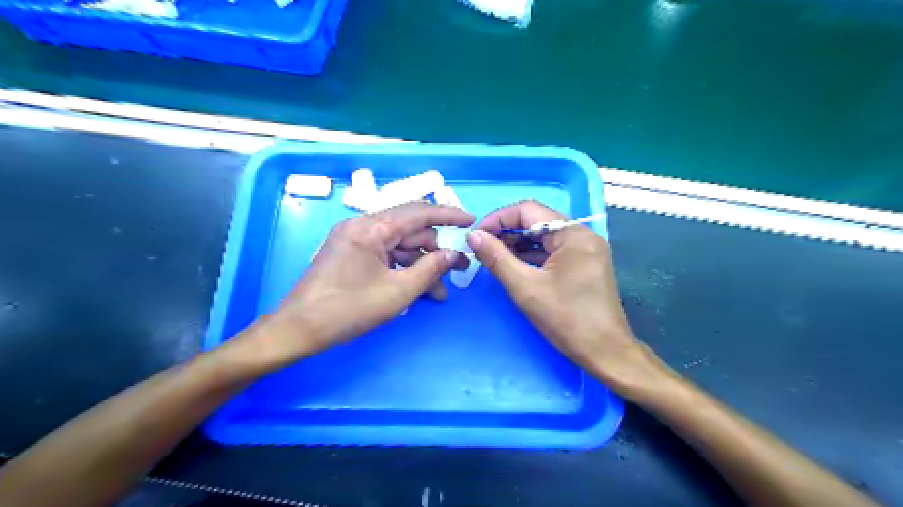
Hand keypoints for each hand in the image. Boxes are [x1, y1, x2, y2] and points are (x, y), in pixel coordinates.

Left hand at [254, 203, 474, 363]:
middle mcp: (362, 226)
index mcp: (371, 227)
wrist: (299, 329)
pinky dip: (402, 269)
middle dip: (435, 251)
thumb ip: (431, 269)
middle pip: (410, 231)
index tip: (471, 220)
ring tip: (438, 292)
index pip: (419, 212)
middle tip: (457, 272)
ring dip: (420, 265)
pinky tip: (416, 289)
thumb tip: (453, 255)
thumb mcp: (398, 292)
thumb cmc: (348, 309)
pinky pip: (385, 255)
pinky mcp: (350, 254)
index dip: (448, 215)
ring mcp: (354, 239)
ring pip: (399, 246)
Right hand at [466, 201, 669, 393]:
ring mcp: (586, 249)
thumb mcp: (525, 288)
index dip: (498, 219)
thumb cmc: (566, 320)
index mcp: (573, 234)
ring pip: (544, 236)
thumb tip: (473, 235)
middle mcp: (582, 235)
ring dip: (518, 244)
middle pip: (537, 221)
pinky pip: (553, 250)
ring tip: (493, 257)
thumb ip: (497, 258)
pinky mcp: (584, 263)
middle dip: (507, 232)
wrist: (605, 353)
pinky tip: (514, 265)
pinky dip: (532, 255)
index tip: (476, 234)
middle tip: (482, 247)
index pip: (528, 210)